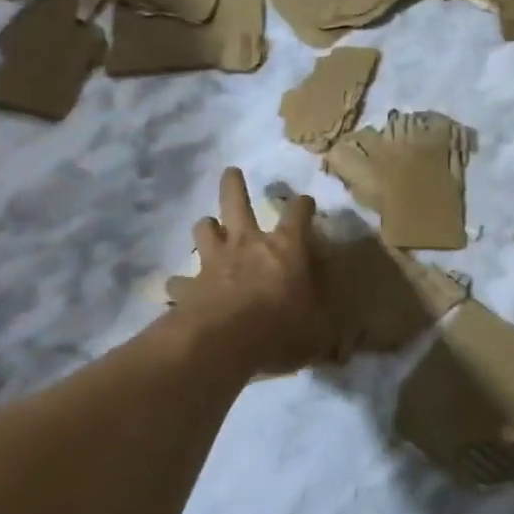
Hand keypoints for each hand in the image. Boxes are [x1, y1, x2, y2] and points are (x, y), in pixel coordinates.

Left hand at [175, 169, 329, 376]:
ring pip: (204, 229)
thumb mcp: (317, 326)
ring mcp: (214, 261)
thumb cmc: (281, 328)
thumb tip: (334, 317)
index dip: (303, 205)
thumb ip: (322, 315)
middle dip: (234, 184)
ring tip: (208, 227)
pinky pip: (179, 280)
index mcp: (285, 247)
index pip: (298, 214)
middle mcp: (248, 244)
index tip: (305, 203)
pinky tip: (179, 289)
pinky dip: (180, 283)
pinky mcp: (190, 285)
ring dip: (207, 227)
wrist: (224, 342)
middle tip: (231, 171)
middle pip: (236, 202)